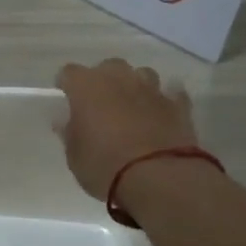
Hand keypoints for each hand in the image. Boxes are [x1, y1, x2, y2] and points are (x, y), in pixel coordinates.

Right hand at [55, 58, 198, 201]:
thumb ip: (70, 133)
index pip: (69, 73)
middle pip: (108, 67)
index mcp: (87, 87)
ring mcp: (151, 89)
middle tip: (101, 105)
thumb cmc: (105, 166)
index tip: (66, 99)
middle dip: (104, 81)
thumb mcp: (75, 156)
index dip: (67, 85)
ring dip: (135, 87)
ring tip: (133, 108)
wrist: (159, 178)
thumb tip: (67, 122)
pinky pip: (171, 94)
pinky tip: (163, 113)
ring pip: (141, 75)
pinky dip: (165, 101)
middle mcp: (119, 78)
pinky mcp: (178, 105)